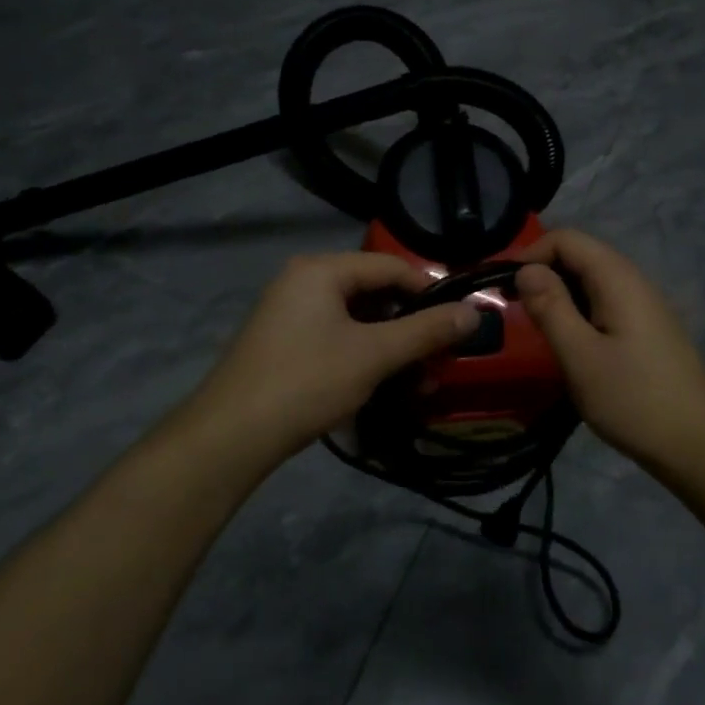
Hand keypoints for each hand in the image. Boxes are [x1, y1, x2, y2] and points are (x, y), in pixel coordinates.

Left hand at [183, 252, 479, 461]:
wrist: (229, 438)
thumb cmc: (306, 382)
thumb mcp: (374, 355)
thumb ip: (426, 331)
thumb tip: (474, 312)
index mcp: (321, 270)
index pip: (390, 267)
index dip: (429, 291)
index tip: (457, 322)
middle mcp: (303, 282)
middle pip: (374, 293)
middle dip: (411, 328)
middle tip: (439, 360)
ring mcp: (290, 314)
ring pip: (358, 321)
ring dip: (392, 349)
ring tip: (418, 385)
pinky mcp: (285, 345)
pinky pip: (337, 339)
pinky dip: (365, 358)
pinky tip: (384, 388)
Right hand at [515, 230, 704, 472]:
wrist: (700, 445)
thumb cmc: (634, 398)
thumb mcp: (580, 355)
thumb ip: (550, 307)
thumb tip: (526, 270)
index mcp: (617, 278)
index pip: (566, 239)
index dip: (530, 254)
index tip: (502, 288)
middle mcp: (632, 280)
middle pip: (580, 255)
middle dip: (542, 272)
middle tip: (512, 308)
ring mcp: (643, 305)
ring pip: (591, 280)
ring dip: (558, 294)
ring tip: (535, 326)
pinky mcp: (645, 329)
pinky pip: (603, 303)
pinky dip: (578, 311)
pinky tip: (568, 342)